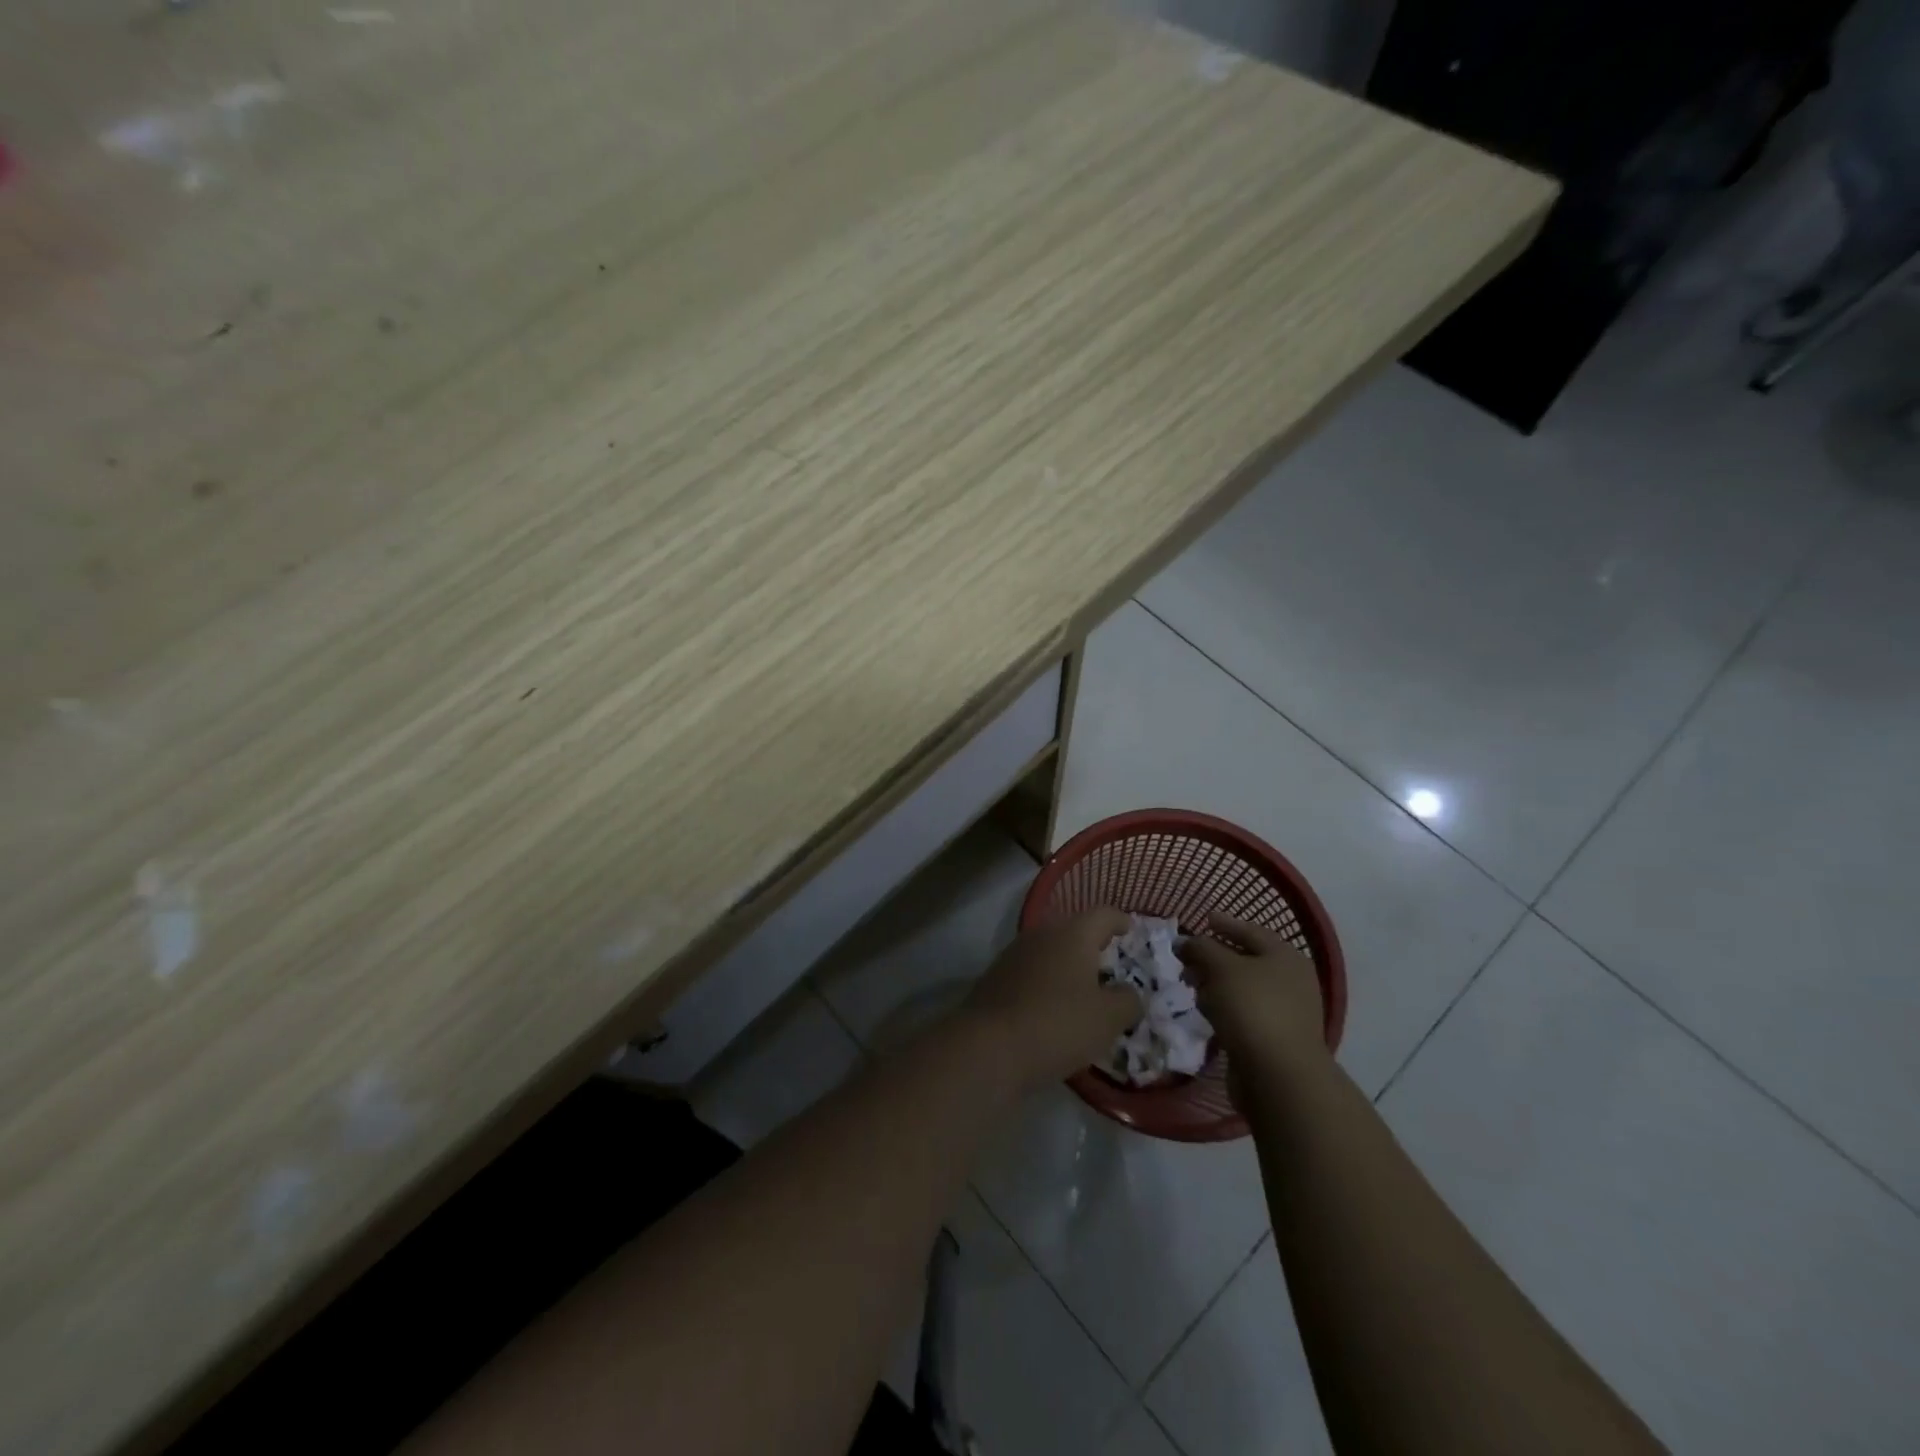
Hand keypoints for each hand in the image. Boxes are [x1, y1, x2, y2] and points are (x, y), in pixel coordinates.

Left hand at [960, 909, 1140, 1091]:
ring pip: (1049, 950)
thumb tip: (1128, 992)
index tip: (1131, 929)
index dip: (1120, 920)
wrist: (988, 1046)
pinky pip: (1031, 971)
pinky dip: (1046, 982)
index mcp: (1073, 934)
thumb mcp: (1108, 1019)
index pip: (1103, 914)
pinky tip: (1052, 1006)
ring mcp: (1014, 954)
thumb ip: (1127, 1001)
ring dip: (1067, 964)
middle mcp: (1041, 934)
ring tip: (1083, 988)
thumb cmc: (1058, 1024)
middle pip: (1073, 929)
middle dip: (1092, 943)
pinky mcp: (995, 977)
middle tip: (1110, 962)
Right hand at [1182, 914, 1327, 1074]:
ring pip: (1241, 989)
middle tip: (1186, 958)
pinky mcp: (1274, 1039)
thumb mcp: (1221, 967)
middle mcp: (1290, 981)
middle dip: (1213, 958)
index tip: (1203, 919)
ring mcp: (1284, 1012)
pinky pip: (1242, 1013)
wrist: (1280, 1076)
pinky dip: (1223, 1009)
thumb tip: (1184, 942)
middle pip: (1245, 960)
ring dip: (1215, 985)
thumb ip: (1200, 948)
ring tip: (1191, 987)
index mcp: (1285, 956)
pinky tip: (1206, 1013)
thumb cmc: (1253, 1008)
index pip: (1250, 931)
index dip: (1225, 923)